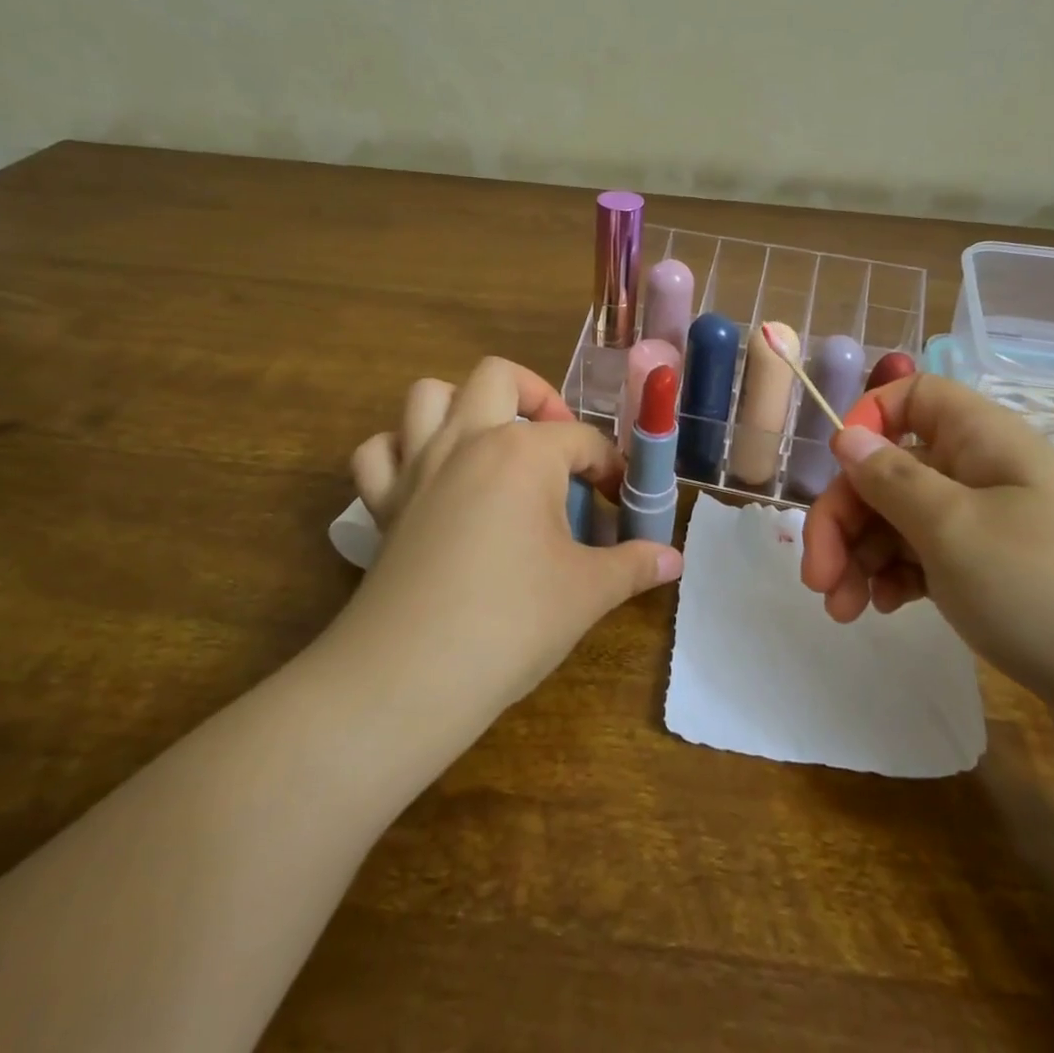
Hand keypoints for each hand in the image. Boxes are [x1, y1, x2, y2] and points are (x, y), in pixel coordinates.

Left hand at [343, 358, 681, 713]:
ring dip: (461, 405)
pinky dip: (400, 450)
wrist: (410, 676)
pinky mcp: (382, 503)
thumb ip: (635, 565)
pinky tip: (427, 477)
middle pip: (498, 377)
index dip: (609, 466)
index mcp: (522, 452)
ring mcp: (417, 467)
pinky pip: (379, 452)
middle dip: (536, 395)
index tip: (621, 502)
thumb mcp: (587, 592)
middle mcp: (466, 440)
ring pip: (428, 395)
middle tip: (556, 443)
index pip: (581, 439)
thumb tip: (674, 559)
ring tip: (491, 443)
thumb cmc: (512, 622)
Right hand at [801, 373, 1053, 735]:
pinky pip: (933, 562)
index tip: (837, 474)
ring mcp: (998, 531)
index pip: (911, 396)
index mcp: (981, 440)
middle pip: (893, 469)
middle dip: (846, 517)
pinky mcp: (1005, 583)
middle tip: (816, 577)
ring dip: (863, 557)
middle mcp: (987, 475)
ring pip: (907, 521)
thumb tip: (847, 436)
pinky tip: (884, 612)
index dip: (866, 422)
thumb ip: (889, 478)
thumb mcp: (953, 528)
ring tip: (843, 610)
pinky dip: (899, 581)